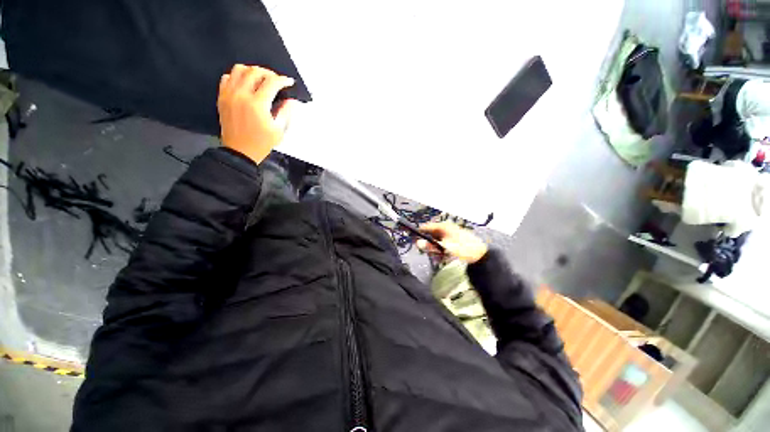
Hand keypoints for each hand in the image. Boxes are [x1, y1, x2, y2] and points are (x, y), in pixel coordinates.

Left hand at [217, 65, 297, 163]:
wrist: (240, 152)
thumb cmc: (260, 143)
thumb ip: (285, 112)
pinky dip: (237, 76)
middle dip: (269, 73)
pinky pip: (227, 77)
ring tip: (260, 79)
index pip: (271, 82)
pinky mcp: (222, 97)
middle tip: (276, 80)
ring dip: (252, 71)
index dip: (282, 80)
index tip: (288, 82)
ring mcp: (229, 95)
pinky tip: (245, 84)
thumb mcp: (279, 130)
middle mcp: (242, 96)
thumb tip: (290, 101)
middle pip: (255, 71)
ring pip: (239, 69)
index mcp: (257, 105)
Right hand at [417, 222, 487, 263]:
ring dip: (435, 249)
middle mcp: (445, 228)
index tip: (414, 240)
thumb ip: (430, 246)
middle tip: (429, 252)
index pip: (426, 227)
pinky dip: (441, 250)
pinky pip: (443, 243)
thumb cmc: (462, 248)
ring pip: (436, 240)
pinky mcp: (453, 239)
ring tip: (439, 256)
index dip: (419, 233)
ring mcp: (450, 233)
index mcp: (443, 226)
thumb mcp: (444, 247)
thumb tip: (417, 243)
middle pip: (431, 234)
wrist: (480, 254)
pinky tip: (443, 256)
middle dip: (429, 244)